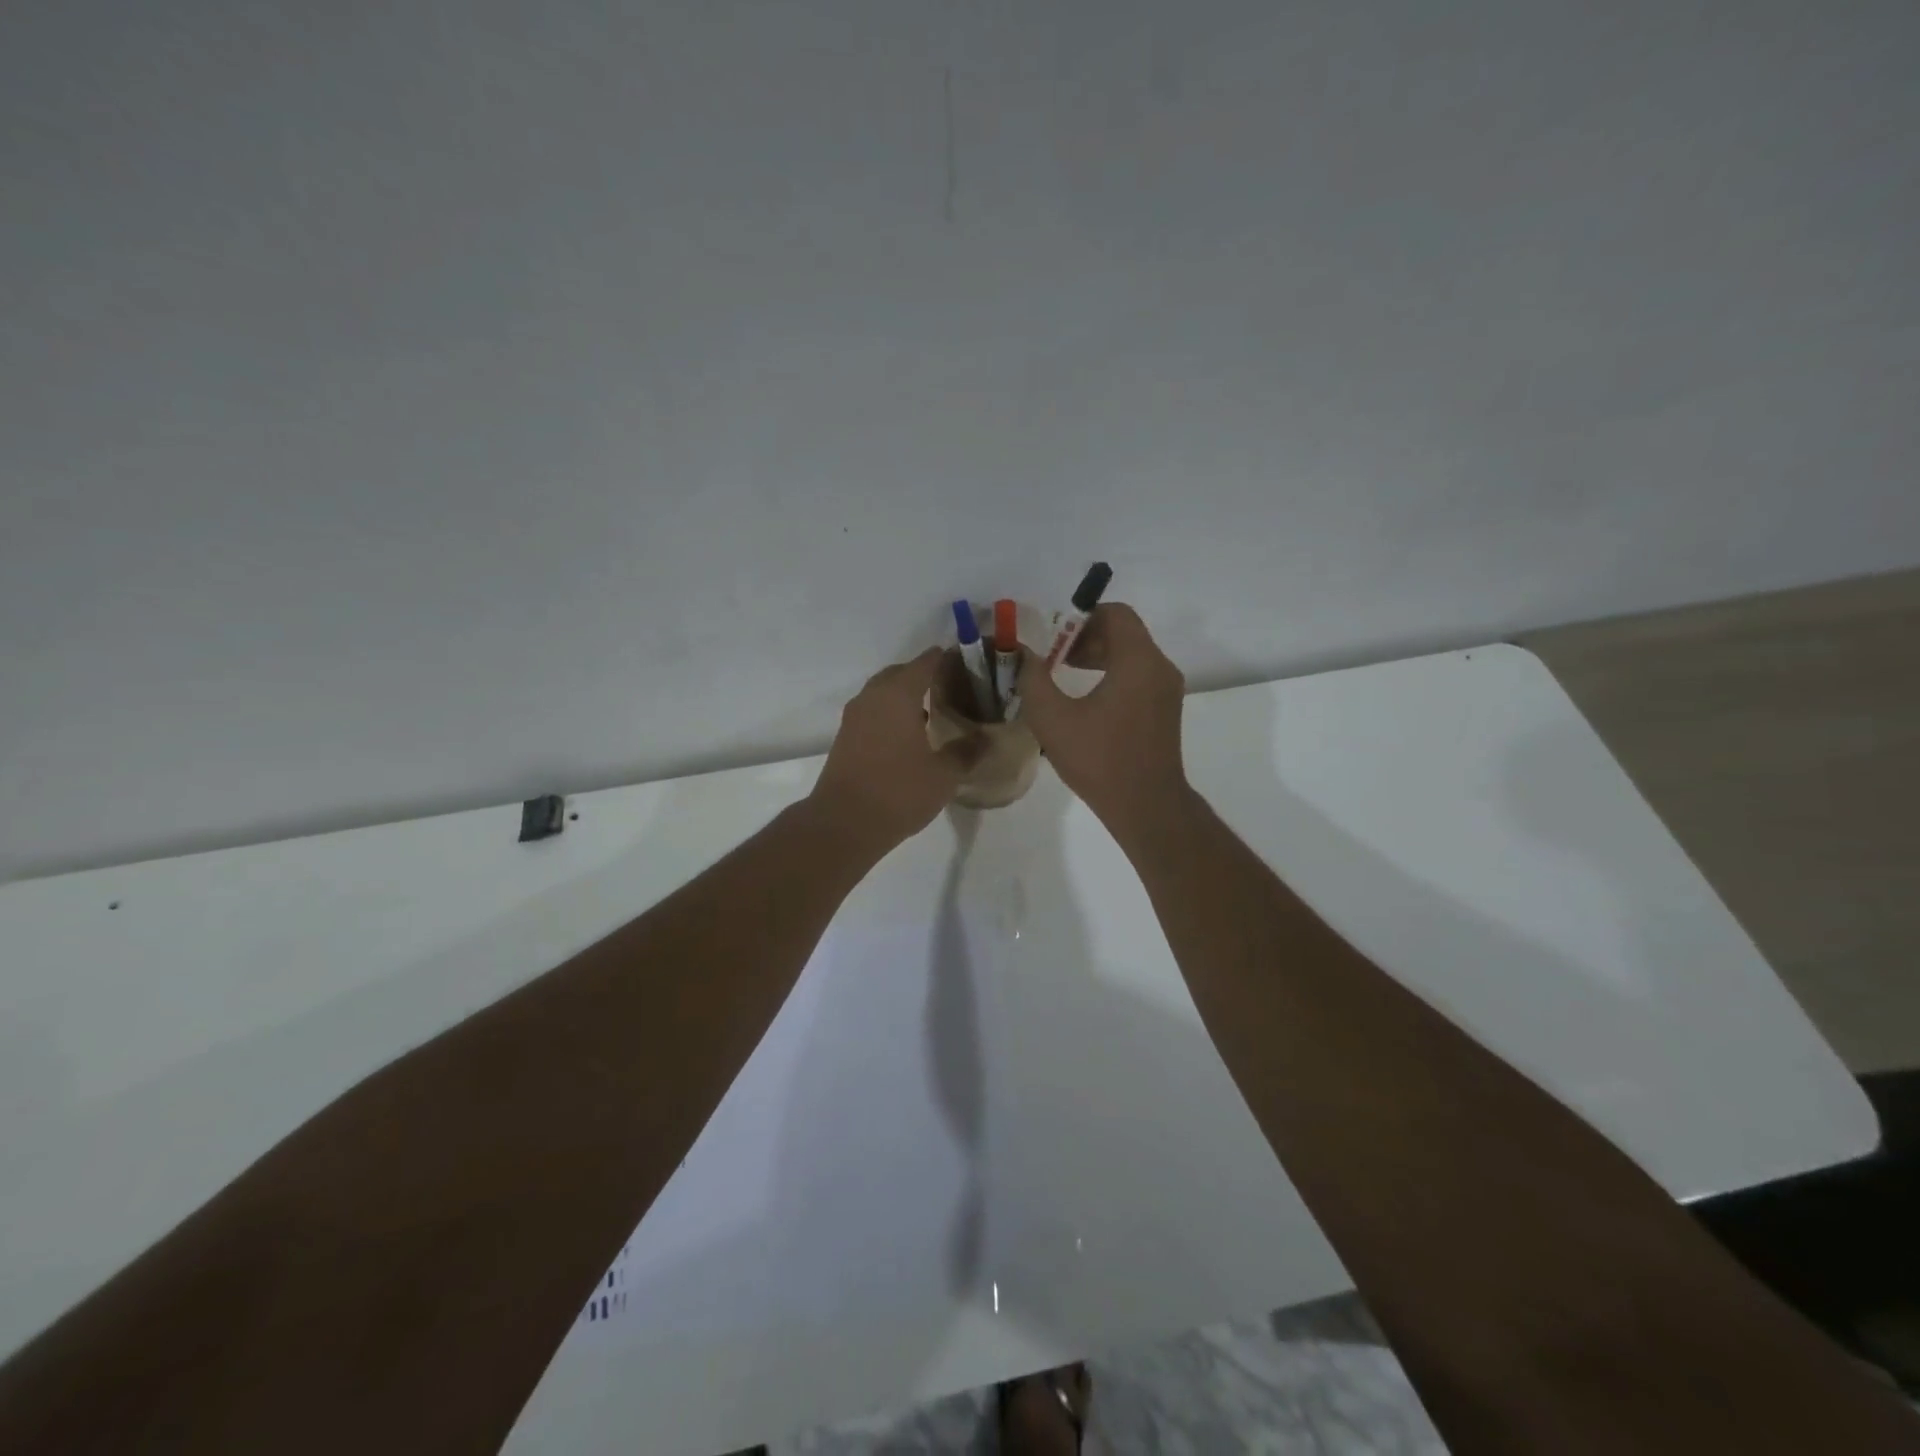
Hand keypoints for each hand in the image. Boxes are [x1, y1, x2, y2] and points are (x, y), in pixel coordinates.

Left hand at [809, 647, 980, 851]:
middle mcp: (872, 696)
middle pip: (901, 673)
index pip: (926, 662)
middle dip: (925, 676)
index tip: (969, 666)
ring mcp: (854, 716)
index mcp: (897, 694)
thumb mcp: (944, 775)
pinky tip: (911, 735)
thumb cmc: (898, 792)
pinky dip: (892, 713)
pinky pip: (873, 711)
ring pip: (884, 692)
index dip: (947, 659)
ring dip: (906, 695)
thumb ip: (967, 751)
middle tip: (953, 689)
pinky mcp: (846, 736)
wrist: (843, 824)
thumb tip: (986, 737)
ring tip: (934, 712)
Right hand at [1016, 604, 1189, 834]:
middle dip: (1085, 638)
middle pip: (1123, 632)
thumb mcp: (1053, 719)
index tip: (1054, 638)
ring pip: (1132, 655)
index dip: (1081, 617)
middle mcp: (1160, 667)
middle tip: (1053, 657)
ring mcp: (1167, 690)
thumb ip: (1033, 679)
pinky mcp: (1165, 710)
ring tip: (1064, 676)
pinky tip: (1086, 701)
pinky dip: (1113, 675)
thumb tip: (1024, 655)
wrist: (1147, 806)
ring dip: (1098, 657)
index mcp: (1138, 661)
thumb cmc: (1099, 760)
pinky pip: (1139, 676)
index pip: (1115, 613)